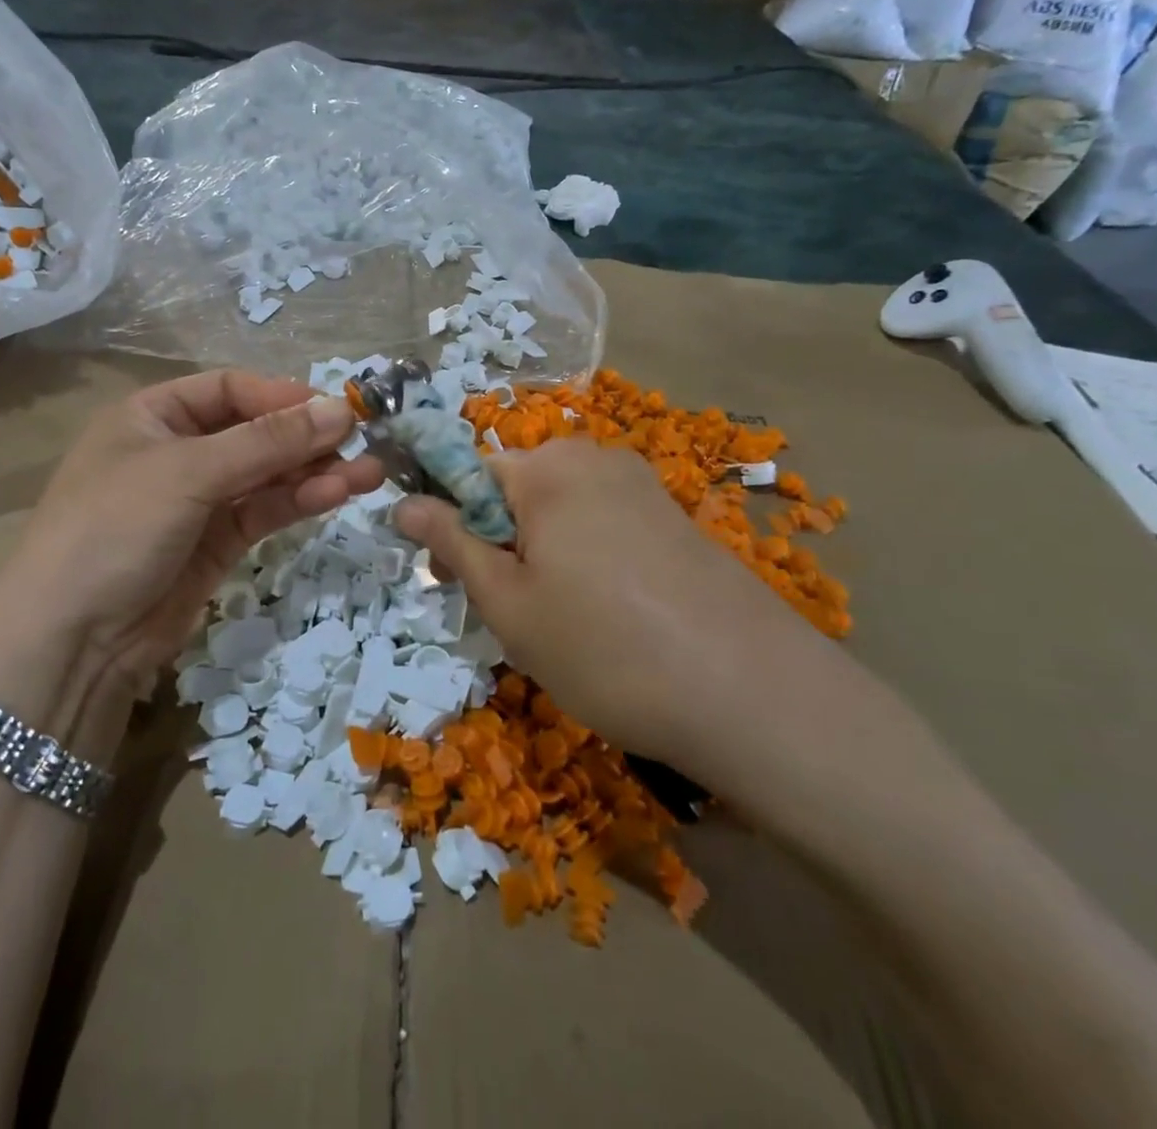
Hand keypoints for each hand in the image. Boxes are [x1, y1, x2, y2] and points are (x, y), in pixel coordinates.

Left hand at [0, 371, 383, 739]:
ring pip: (267, 474)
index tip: (334, 410)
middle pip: (255, 431)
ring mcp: (200, 500)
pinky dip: (299, 501)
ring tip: (369, 473)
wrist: (72, 640)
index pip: (230, 389)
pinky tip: (336, 495)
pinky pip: (265, 510)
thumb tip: (341, 409)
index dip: (282, 396)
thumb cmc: (116, 528)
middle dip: (306, 437)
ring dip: (315, 471)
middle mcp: (178, 450)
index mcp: (153, 415)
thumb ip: (267, 441)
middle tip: (362, 442)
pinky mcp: (218, 543)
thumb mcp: (188, 473)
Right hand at [393, 439, 868, 802]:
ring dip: (541, 557)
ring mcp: (643, 486)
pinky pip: (603, 526)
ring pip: (559, 513)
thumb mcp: (508, 603)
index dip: (451, 525)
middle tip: (509, 614)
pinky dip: (586, 561)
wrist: (754, 696)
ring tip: (560, 624)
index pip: (468, 474)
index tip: (451, 579)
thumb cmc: (605, 648)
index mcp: (547, 468)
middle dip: (498, 543)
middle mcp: (596, 459)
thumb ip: (452, 543)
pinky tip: (608, 618)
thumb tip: (402, 502)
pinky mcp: (675, 518)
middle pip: (516, 492)